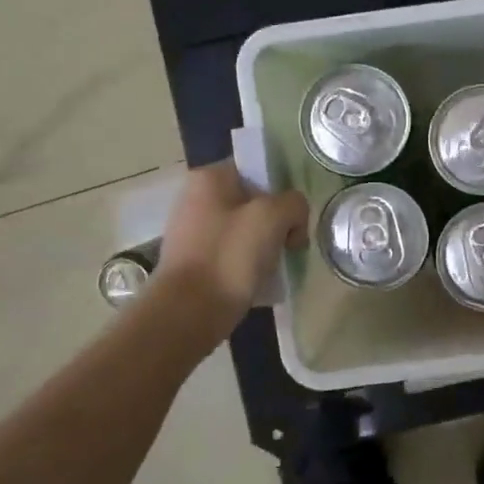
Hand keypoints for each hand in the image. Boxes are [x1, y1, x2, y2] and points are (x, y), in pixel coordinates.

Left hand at [155, 161, 307, 339]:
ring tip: (276, 269)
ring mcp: (192, 233)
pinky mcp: (194, 263)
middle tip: (290, 246)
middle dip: (277, 224)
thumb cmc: (229, 256)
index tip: (294, 219)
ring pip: (245, 231)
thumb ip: (293, 203)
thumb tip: (293, 217)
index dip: (281, 192)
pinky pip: (233, 256)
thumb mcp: (273, 217)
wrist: (189, 313)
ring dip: (266, 248)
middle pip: (254, 202)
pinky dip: (249, 267)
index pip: (258, 171)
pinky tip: (258, 284)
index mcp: (209, 178)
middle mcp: (195, 199)